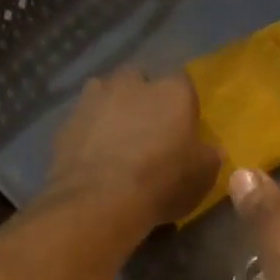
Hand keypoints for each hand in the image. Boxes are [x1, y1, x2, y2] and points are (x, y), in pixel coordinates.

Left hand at [46, 67, 219, 231]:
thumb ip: (208, 157)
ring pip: (106, 92)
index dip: (182, 105)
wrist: (99, 200)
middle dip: (142, 96)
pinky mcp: (67, 120)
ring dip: (112, 107)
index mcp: (172, 91)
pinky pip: (83, 119)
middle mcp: (132, 83)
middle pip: (139, 79)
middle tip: (146, 128)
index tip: (181, 126)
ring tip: (115, 137)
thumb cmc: (161, 183)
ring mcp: (95, 98)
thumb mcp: (202, 177)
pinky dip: (89, 130)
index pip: (183, 84)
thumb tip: (212, 149)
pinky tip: (92, 154)